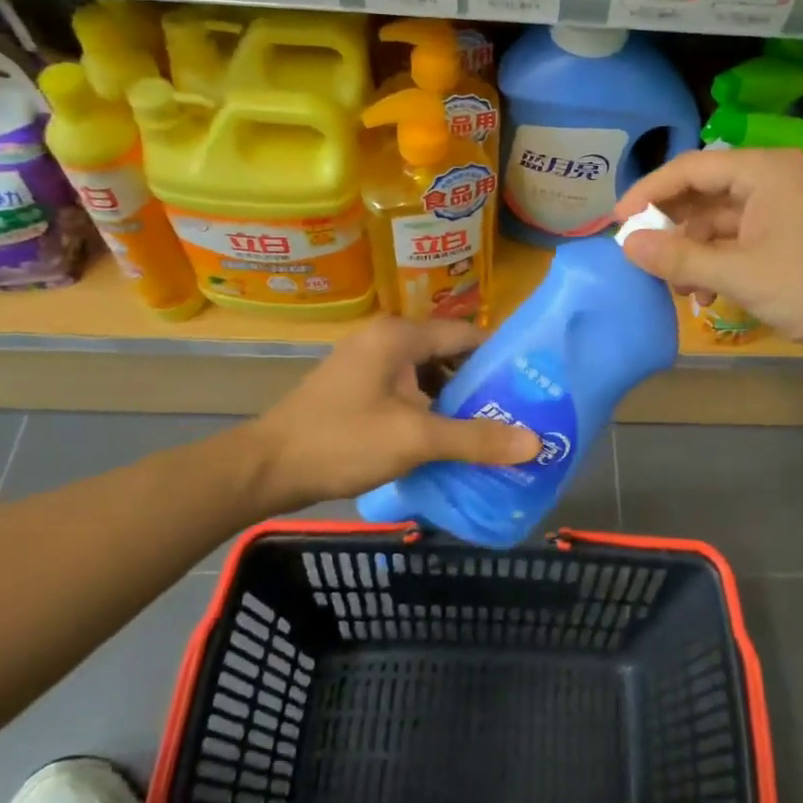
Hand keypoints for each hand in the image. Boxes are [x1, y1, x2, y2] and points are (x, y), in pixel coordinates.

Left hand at [252, 316, 539, 508]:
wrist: (267, 468)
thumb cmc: (342, 442)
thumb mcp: (415, 439)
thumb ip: (476, 438)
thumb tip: (535, 442)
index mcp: (400, 336)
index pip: (468, 334)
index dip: (503, 359)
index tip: (533, 386)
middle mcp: (386, 339)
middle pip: (449, 354)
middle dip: (481, 385)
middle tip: (518, 413)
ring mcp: (368, 363)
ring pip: (428, 375)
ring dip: (456, 401)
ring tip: (491, 430)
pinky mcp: (358, 387)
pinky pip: (407, 390)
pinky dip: (430, 410)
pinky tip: (448, 439)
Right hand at [613, 148, 802, 359]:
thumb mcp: (740, 274)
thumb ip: (679, 258)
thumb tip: (626, 244)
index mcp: (766, 171)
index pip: (692, 168)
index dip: (650, 192)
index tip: (617, 222)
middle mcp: (773, 180)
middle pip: (704, 194)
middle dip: (672, 229)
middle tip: (642, 259)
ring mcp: (782, 210)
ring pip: (718, 223)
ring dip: (693, 254)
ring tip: (678, 288)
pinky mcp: (788, 238)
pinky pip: (738, 242)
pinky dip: (717, 265)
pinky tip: (706, 296)